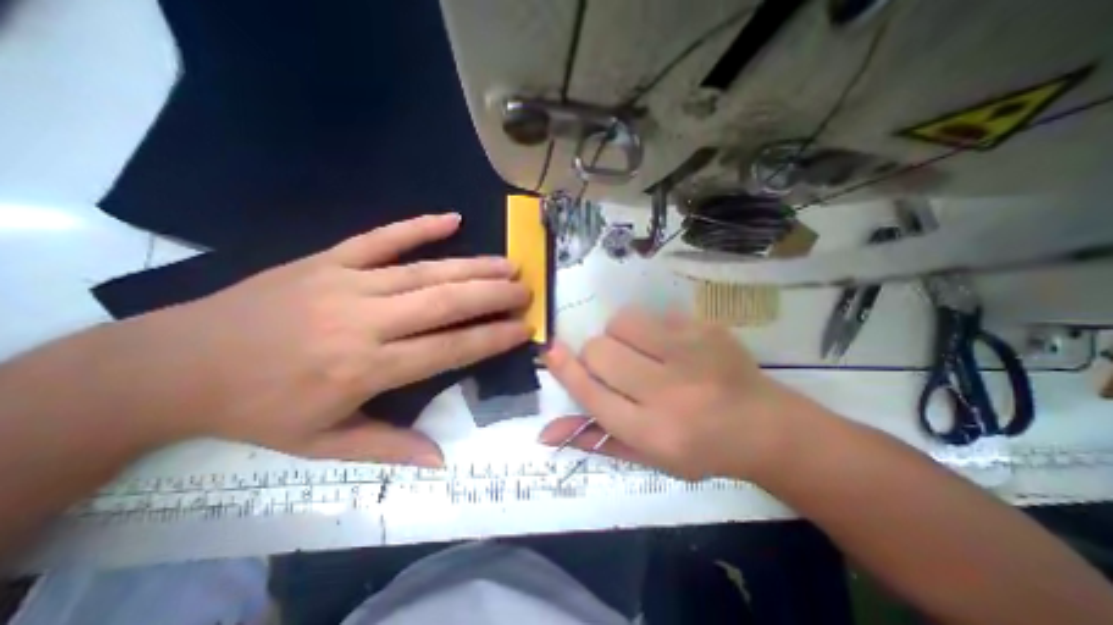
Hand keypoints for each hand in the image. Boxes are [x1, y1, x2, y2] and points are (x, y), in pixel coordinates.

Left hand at [145, 213, 533, 463]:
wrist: (175, 364)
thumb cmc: (259, 409)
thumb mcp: (322, 443)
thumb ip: (388, 448)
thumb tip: (441, 461)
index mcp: (366, 368)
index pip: (449, 349)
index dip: (492, 338)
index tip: (523, 328)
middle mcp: (365, 321)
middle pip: (445, 303)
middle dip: (493, 297)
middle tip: (525, 291)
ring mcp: (347, 283)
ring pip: (425, 271)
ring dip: (473, 267)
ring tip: (508, 265)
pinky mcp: (328, 259)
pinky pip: (381, 238)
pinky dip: (419, 226)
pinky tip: (452, 218)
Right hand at [540, 307, 814, 477]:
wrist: (765, 426)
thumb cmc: (700, 448)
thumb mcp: (647, 457)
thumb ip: (596, 440)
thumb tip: (545, 432)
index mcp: (654, 432)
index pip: (592, 394)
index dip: (566, 370)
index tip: (551, 351)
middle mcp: (670, 392)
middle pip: (600, 351)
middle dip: (596, 356)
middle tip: (615, 366)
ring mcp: (691, 354)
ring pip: (622, 322)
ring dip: (619, 336)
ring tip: (640, 352)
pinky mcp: (705, 329)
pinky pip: (652, 315)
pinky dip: (649, 329)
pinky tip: (671, 347)